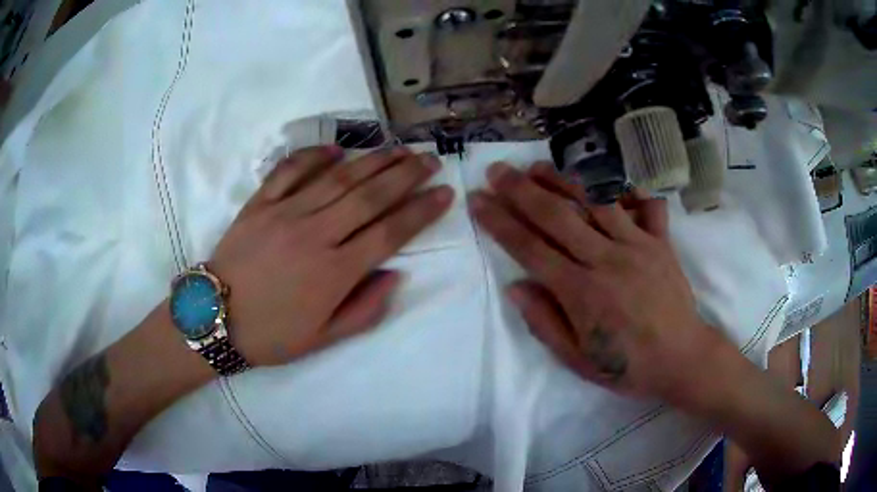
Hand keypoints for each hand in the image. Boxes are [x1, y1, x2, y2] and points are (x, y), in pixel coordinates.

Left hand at [210, 146, 453, 366]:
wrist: (213, 319)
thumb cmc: (270, 334)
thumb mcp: (322, 339)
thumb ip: (364, 310)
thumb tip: (394, 275)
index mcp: (333, 273)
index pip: (390, 233)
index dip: (421, 210)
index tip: (445, 192)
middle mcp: (314, 235)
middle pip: (369, 196)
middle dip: (406, 175)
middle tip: (430, 159)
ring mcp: (285, 214)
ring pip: (337, 179)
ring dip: (372, 160)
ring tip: (399, 148)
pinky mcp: (259, 204)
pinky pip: (290, 171)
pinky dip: (314, 157)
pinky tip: (337, 150)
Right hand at [470, 162, 723, 404]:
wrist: (681, 358)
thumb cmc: (627, 366)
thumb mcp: (578, 360)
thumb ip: (545, 323)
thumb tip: (516, 287)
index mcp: (581, 293)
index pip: (530, 249)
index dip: (500, 222)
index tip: (478, 201)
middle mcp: (606, 260)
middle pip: (557, 215)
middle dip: (522, 190)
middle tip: (497, 170)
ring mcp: (637, 245)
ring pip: (595, 201)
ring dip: (563, 179)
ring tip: (537, 166)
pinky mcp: (661, 241)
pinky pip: (644, 205)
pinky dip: (627, 188)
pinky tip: (609, 178)